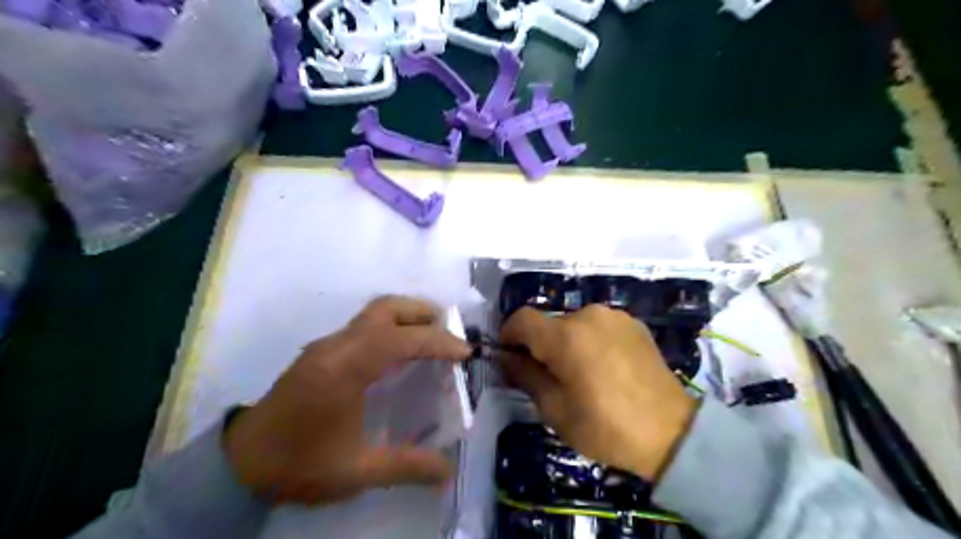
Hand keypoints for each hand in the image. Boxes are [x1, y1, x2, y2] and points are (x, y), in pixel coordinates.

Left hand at [221, 296, 470, 503]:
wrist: (241, 462)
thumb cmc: (299, 464)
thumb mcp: (356, 472)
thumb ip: (407, 467)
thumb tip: (449, 472)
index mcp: (344, 369)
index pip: (400, 339)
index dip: (437, 341)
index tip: (464, 352)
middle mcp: (336, 346)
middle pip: (386, 309)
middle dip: (423, 314)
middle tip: (450, 334)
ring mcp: (327, 344)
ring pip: (374, 312)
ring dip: (408, 317)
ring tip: (432, 338)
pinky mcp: (323, 350)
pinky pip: (365, 326)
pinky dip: (392, 327)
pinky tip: (401, 353)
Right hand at [500, 303, 694, 480]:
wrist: (673, 433)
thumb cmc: (606, 427)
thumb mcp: (555, 409)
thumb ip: (525, 376)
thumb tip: (506, 358)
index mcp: (566, 335)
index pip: (521, 319)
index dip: (508, 335)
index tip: (510, 357)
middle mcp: (589, 315)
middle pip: (549, 322)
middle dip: (540, 345)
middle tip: (547, 376)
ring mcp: (615, 317)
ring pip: (574, 324)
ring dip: (566, 342)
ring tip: (580, 374)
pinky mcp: (634, 324)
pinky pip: (598, 326)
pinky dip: (590, 341)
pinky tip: (604, 368)